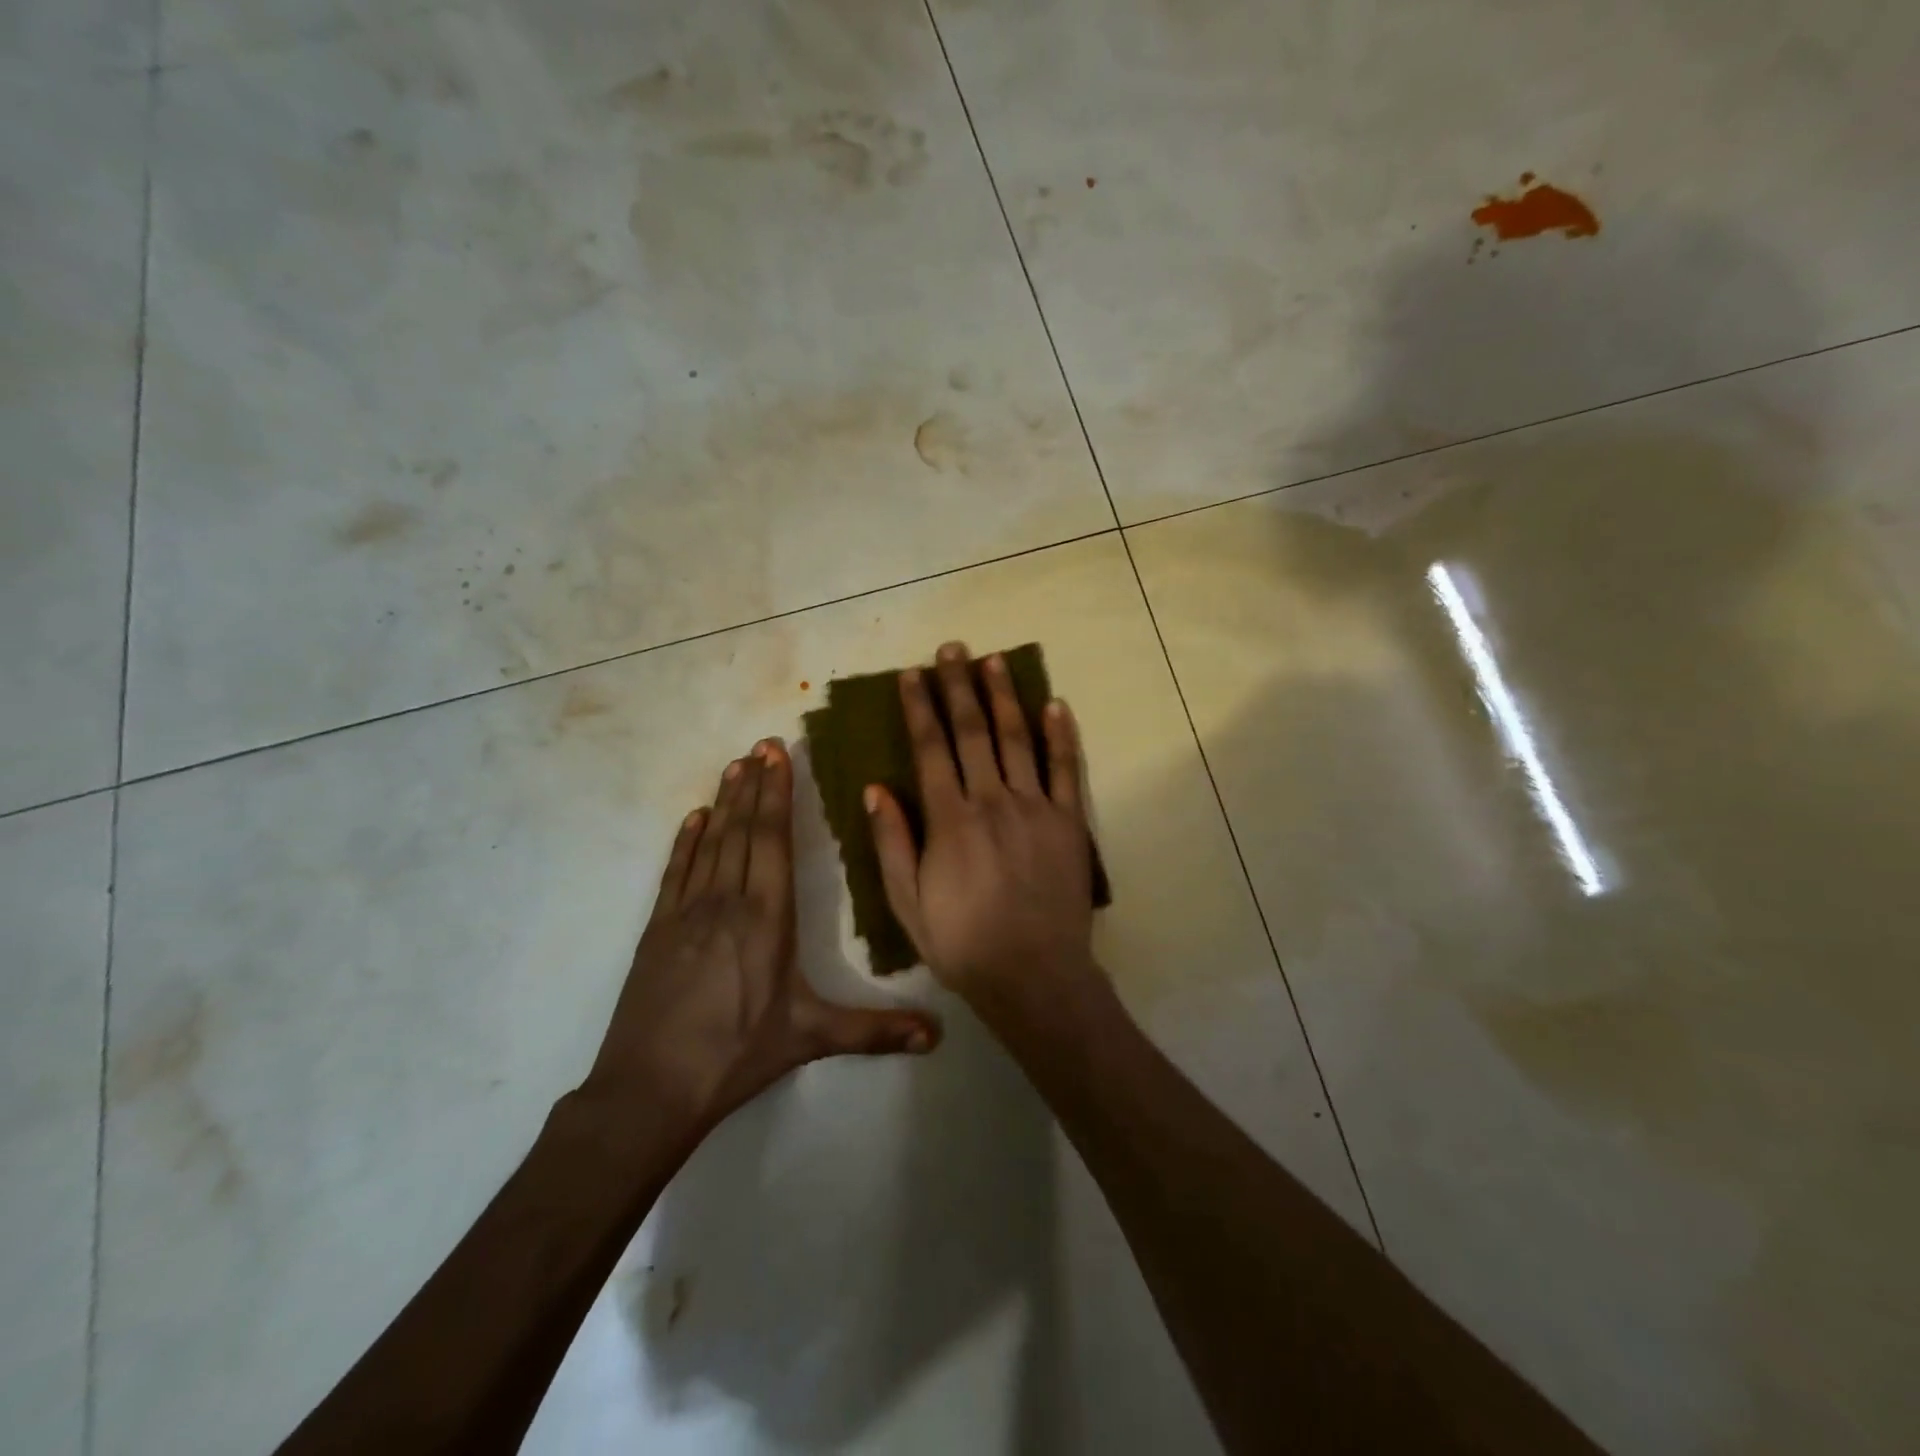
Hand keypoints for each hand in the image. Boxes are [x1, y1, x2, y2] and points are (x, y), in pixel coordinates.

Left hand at [582, 738, 939, 1135]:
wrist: (649, 1089)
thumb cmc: (736, 1055)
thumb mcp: (809, 1038)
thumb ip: (873, 1031)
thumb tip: (937, 1037)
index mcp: (767, 918)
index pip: (772, 840)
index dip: (777, 794)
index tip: (778, 756)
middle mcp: (727, 901)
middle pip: (743, 830)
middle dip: (754, 784)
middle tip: (761, 743)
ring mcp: (687, 912)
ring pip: (710, 842)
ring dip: (724, 801)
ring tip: (734, 765)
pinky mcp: (658, 929)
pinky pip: (676, 871)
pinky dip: (686, 840)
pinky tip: (694, 817)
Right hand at [866, 643, 1100, 1014]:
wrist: (1034, 977)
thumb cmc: (963, 944)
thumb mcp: (907, 903)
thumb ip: (892, 842)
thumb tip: (875, 788)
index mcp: (949, 820)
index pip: (930, 749)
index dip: (919, 708)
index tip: (911, 675)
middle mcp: (991, 801)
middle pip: (972, 731)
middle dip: (958, 687)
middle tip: (951, 649)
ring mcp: (1035, 808)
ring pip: (1017, 739)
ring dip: (1003, 696)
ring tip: (993, 660)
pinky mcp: (1069, 822)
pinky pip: (1066, 770)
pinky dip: (1061, 736)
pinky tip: (1054, 705)